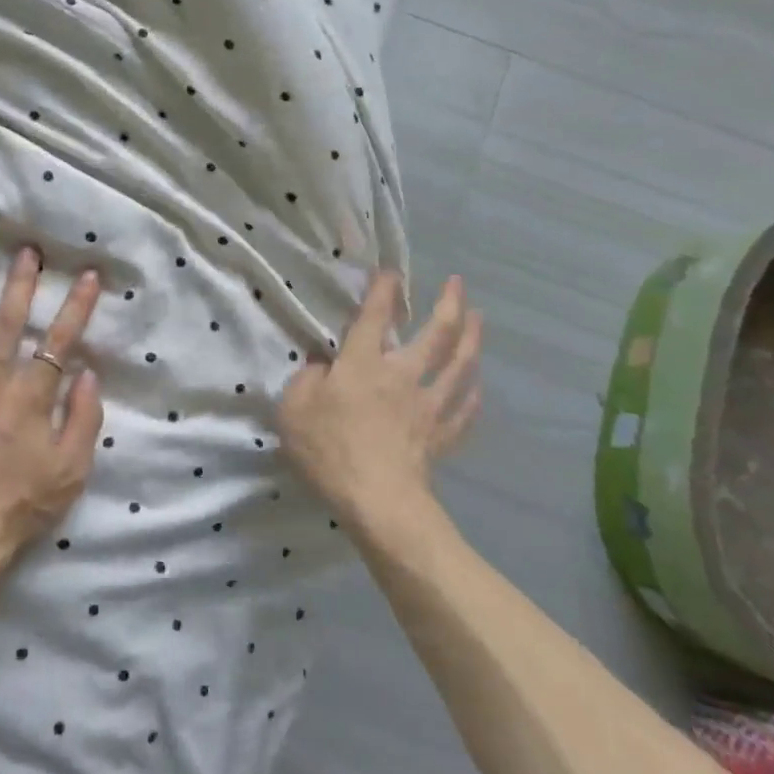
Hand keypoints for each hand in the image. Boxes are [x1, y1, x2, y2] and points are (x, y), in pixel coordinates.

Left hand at [0, 250, 104, 566]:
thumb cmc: (21, 505)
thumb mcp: (72, 470)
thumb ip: (85, 419)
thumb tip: (88, 374)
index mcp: (31, 397)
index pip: (59, 341)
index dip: (76, 306)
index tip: (87, 275)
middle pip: (9, 324)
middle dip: (21, 284)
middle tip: (27, 251)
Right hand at [278, 271, 480, 522]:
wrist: (378, 501)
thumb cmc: (330, 450)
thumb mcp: (293, 410)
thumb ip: (305, 380)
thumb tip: (321, 366)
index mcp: (363, 364)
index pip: (375, 316)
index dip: (383, 290)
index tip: (391, 272)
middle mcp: (402, 375)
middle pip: (437, 333)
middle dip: (449, 304)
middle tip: (458, 283)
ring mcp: (428, 405)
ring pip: (459, 366)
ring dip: (472, 339)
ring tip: (479, 319)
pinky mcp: (441, 436)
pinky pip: (463, 411)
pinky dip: (472, 397)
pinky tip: (476, 389)